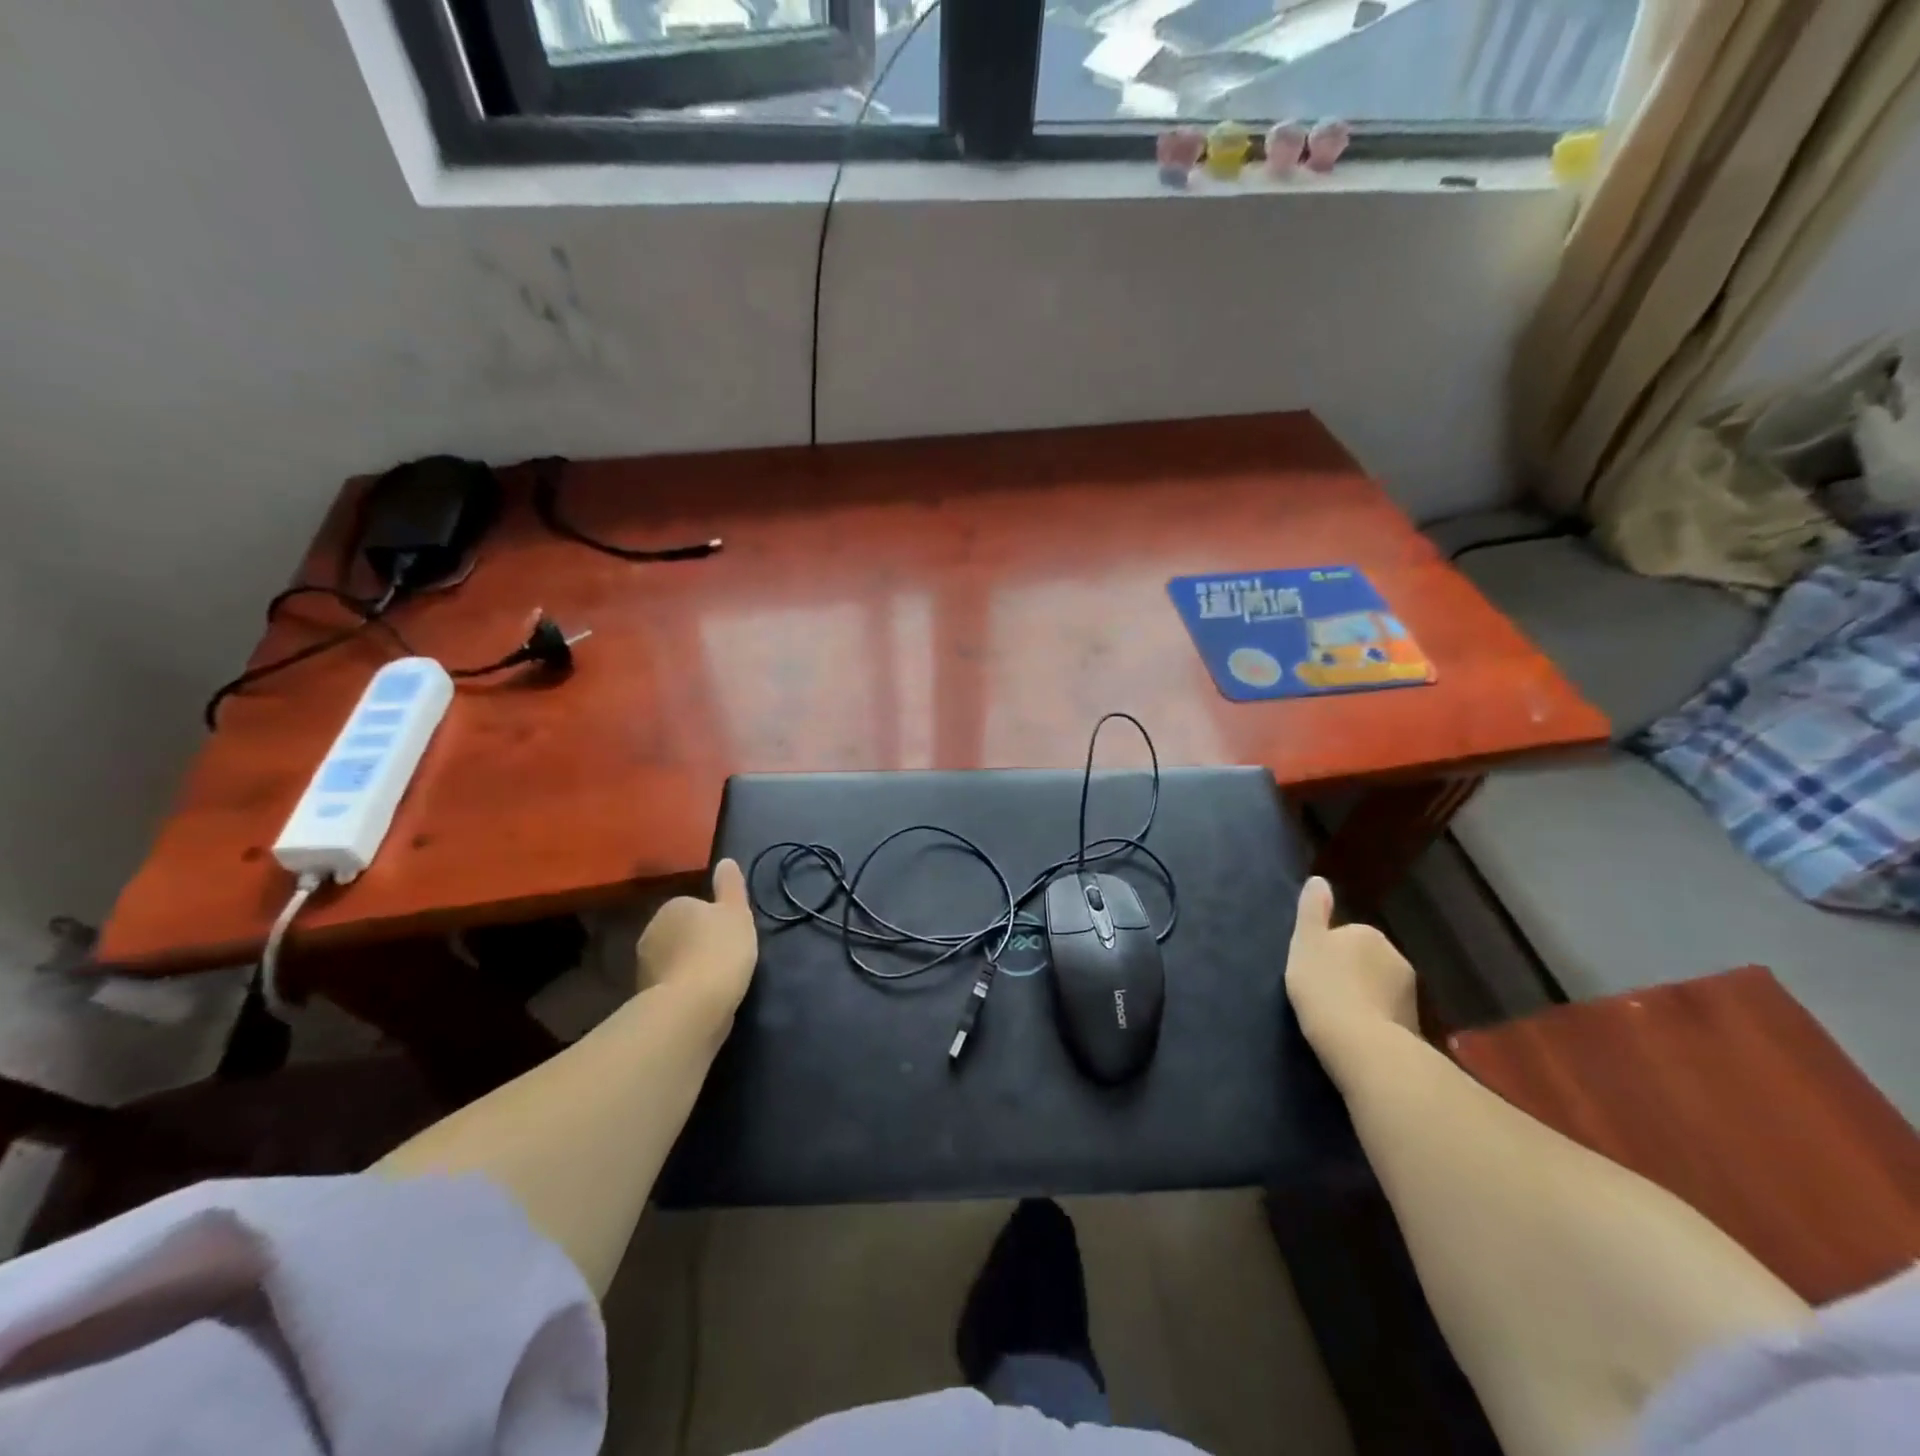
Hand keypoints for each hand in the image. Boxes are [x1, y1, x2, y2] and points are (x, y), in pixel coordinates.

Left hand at [635, 859, 758, 1016]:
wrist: (692, 1007)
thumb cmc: (719, 950)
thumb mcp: (736, 912)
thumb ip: (730, 886)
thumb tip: (725, 860)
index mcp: (673, 907)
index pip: (694, 906)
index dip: (715, 920)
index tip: (731, 935)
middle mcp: (651, 932)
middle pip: (680, 933)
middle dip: (697, 943)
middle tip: (725, 957)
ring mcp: (644, 967)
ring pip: (673, 960)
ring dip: (689, 968)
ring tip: (716, 983)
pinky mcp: (645, 997)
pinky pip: (671, 986)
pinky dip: (683, 991)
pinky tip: (702, 1001)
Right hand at [1285, 877, 1418, 1059]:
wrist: (1360, 1042)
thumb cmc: (1324, 985)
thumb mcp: (1306, 942)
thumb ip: (1312, 910)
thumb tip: (1319, 880)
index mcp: (1367, 933)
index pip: (1345, 935)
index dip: (1327, 952)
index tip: (1313, 971)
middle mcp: (1395, 956)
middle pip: (1365, 960)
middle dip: (1350, 972)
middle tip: (1324, 993)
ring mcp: (1410, 992)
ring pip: (1379, 987)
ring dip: (1365, 996)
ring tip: (1340, 1017)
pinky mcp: (1415, 1023)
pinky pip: (1388, 1014)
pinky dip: (1375, 1019)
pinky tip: (1357, 1034)